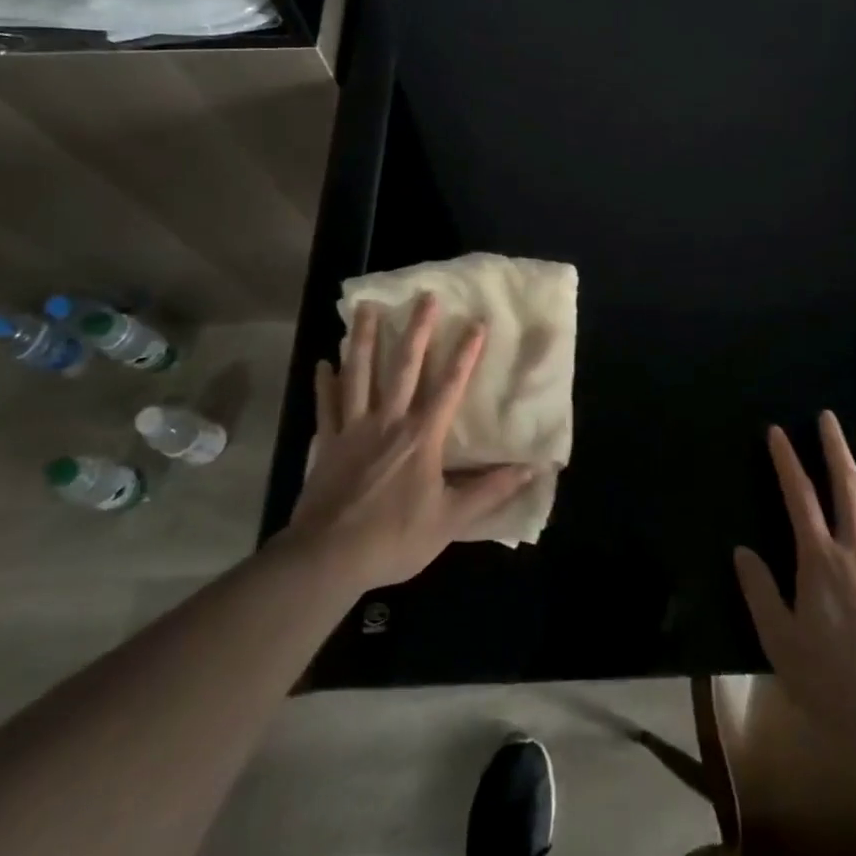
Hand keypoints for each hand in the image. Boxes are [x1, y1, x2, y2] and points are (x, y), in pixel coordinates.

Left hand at [282, 295, 533, 591]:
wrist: (327, 559)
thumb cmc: (393, 538)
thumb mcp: (450, 520)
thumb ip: (490, 491)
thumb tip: (531, 469)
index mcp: (422, 436)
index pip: (450, 385)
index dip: (466, 353)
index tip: (477, 322)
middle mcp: (389, 421)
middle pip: (404, 366)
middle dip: (417, 329)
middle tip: (424, 296)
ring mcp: (353, 429)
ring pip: (360, 374)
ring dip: (364, 339)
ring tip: (366, 308)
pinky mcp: (327, 443)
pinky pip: (327, 406)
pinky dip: (325, 383)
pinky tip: (324, 362)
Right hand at [735, 411, 855, 735]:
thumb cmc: (832, 681)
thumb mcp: (781, 641)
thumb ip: (761, 591)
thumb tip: (741, 550)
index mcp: (819, 560)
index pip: (799, 497)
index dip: (786, 461)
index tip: (777, 431)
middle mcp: (855, 552)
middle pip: (847, 489)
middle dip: (835, 449)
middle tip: (830, 417)